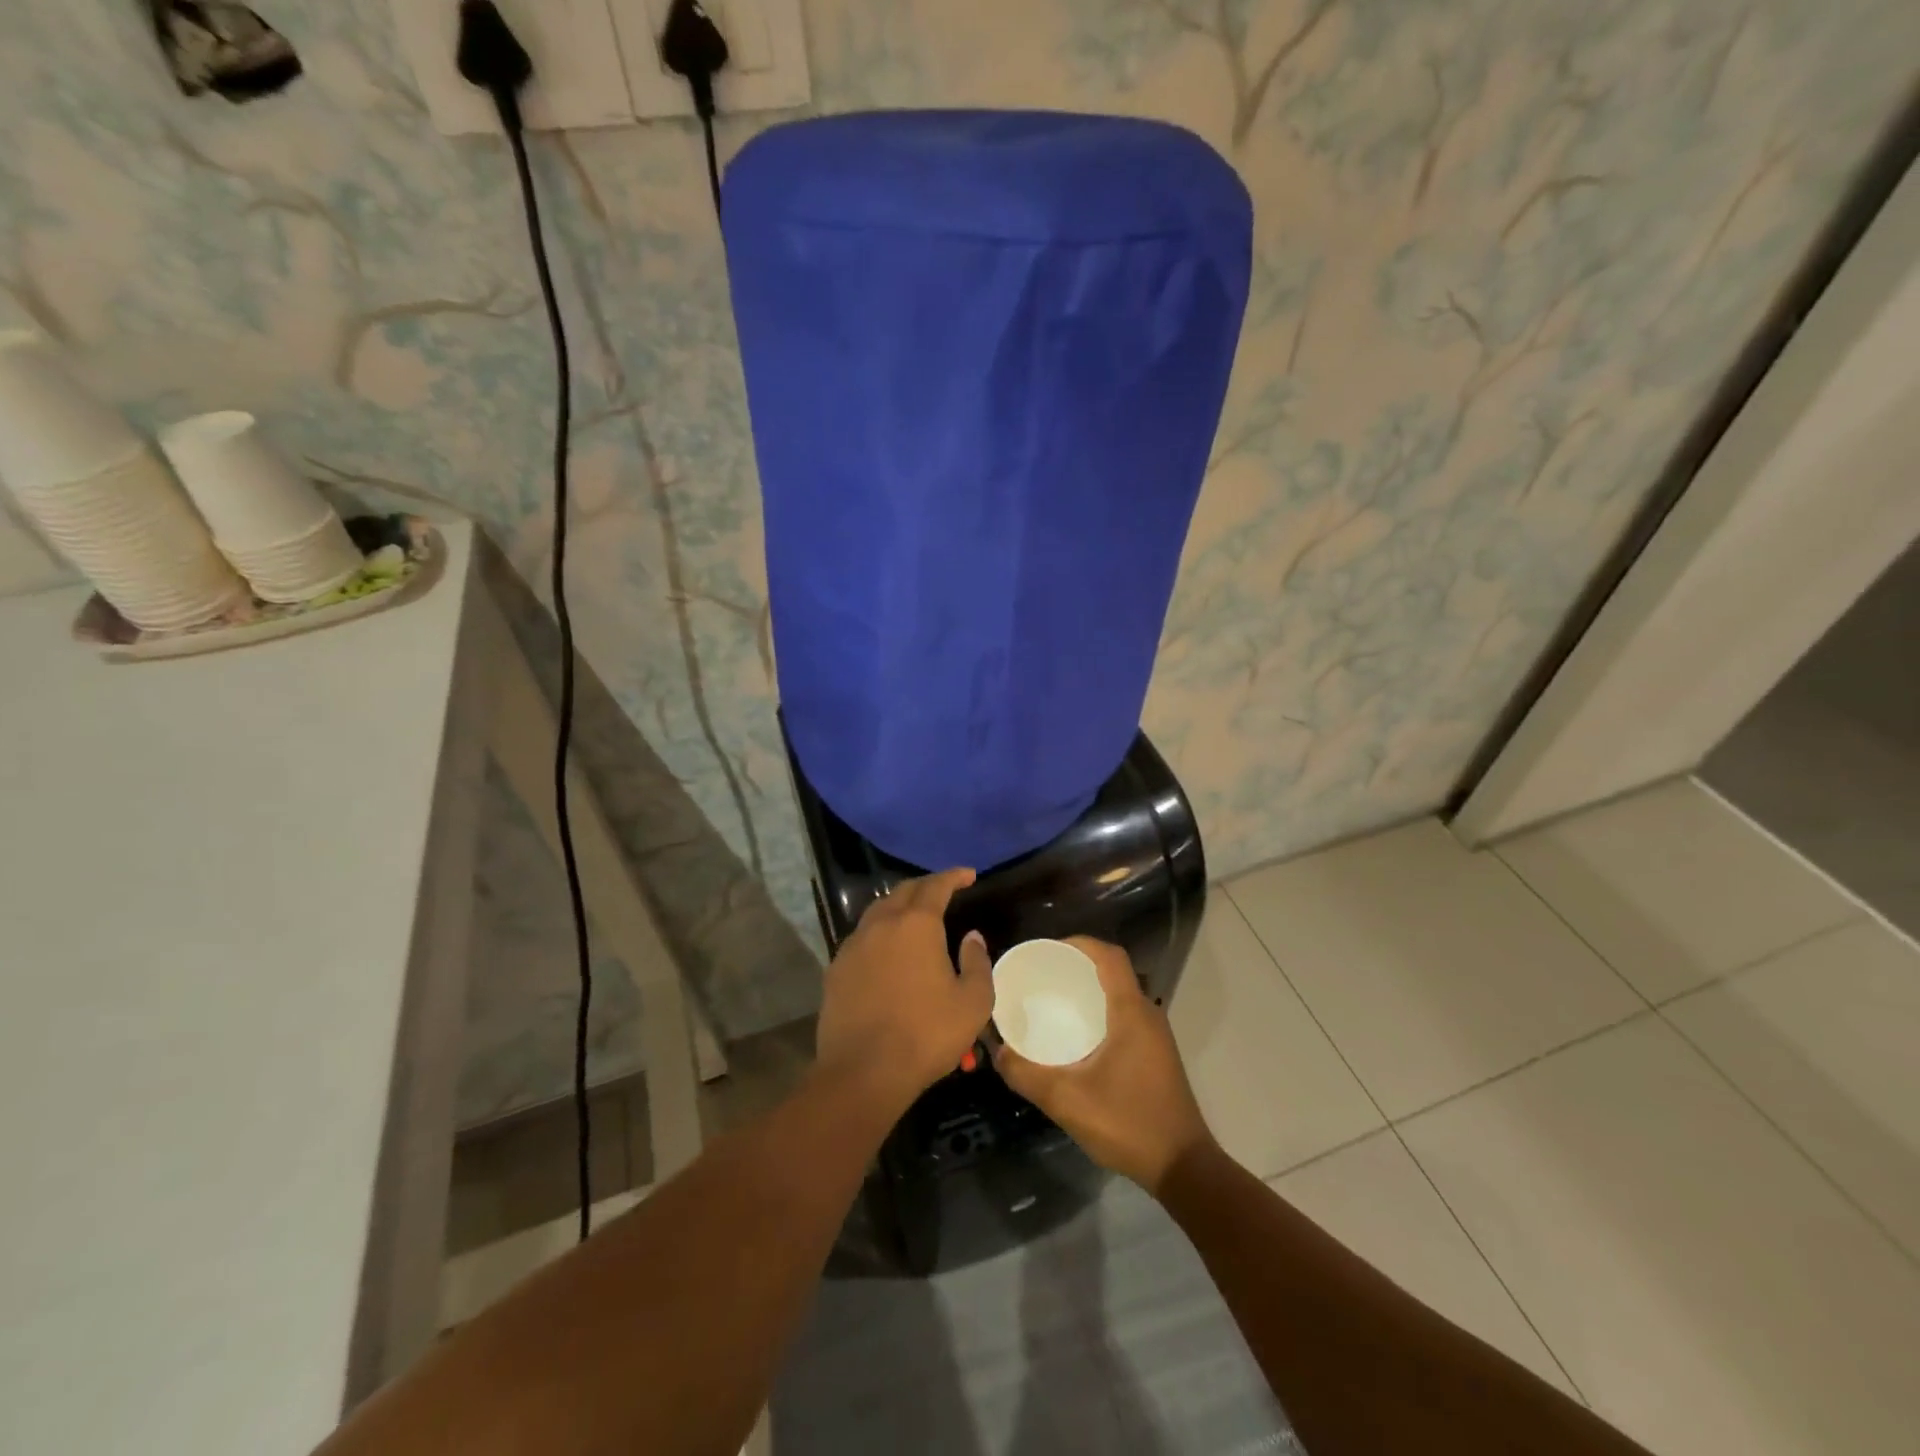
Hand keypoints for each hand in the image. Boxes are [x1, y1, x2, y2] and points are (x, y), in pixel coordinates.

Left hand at [814, 868, 993, 1110]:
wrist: (863, 1072)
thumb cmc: (926, 1034)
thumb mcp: (972, 1003)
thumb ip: (977, 962)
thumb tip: (972, 937)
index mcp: (917, 925)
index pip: (936, 886)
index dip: (954, 876)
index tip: (968, 875)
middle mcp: (882, 924)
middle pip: (903, 891)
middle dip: (926, 886)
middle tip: (944, 891)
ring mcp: (854, 945)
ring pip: (878, 911)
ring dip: (899, 906)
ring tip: (915, 916)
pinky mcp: (836, 968)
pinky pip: (862, 937)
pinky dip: (880, 932)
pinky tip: (887, 950)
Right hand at [994, 937, 1213, 1193]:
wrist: (1183, 1168)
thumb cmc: (1128, 1124)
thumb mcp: (1068, 1101)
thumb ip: (1027, 1074)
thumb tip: (997, 1051)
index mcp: (1131, 1012)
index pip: (1109, 956)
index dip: (1079, 943)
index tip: (1047, 950)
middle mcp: (1147, 1015)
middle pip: (1113, 972)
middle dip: (1078, 966)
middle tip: (1042, 976)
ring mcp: (1155, 1036)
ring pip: (1120, 995)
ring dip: (1090, 990)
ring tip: (1053, 1001)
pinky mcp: (1156, 1055)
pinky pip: (1125, 1016)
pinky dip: (1100, 1011)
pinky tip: (1077, 1036)